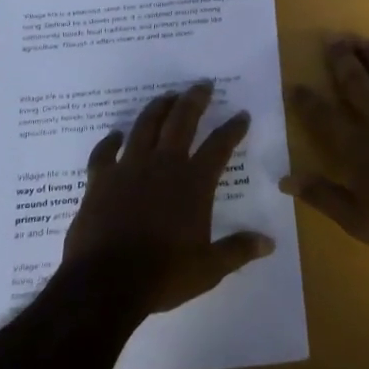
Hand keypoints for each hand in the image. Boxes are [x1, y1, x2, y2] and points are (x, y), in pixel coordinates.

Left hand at [61, 82, 274, 314]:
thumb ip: (238, 250)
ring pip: (145, 127)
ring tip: (166, 96)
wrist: (105, 283)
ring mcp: (128, 169)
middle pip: (181, 122)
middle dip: (194, 100)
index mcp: (194, 183)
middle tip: (202, 85)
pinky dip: (109, 141)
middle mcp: (163, 166)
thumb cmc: (163, 274)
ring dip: (157, 108)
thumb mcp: (208, 268)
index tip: (241, 115)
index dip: (233, 129)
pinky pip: (104, 153)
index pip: (219, 146)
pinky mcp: (99, 181)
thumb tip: (269, 244)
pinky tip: (115, 135)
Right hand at [283, 37, 368, 262]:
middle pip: (357, 86)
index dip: (307, 101)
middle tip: (333, 41)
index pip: (324, 118)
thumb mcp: (355, 220)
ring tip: (363, 41)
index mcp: (357, 149)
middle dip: (343, 63)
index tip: (295, 84)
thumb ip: (321, 195)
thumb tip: (285, 179)